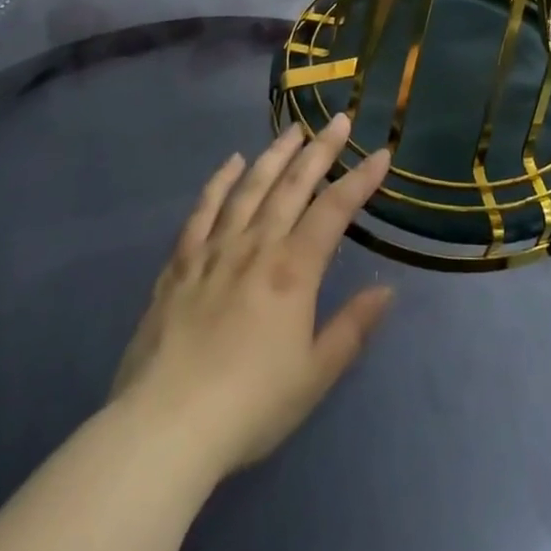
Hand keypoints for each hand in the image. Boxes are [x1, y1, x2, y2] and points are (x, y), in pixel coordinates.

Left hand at [109, 114, 392, 480]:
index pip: (335, 209)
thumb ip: (352, 328)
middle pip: (293, 185)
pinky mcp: (180, 265)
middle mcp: (257, 246)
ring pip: (250, 188)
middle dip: (320, 150)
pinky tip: (232, 163)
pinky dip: (219, 183)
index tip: (381, 153)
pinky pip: (203, 211)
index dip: (360, 179)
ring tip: (293, 130)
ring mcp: (215, 251)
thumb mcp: (314, 376)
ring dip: (275, 155)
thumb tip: (387, 290)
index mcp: (293, 270)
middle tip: (339, 120)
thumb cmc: (249, 407)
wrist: (163, 430)